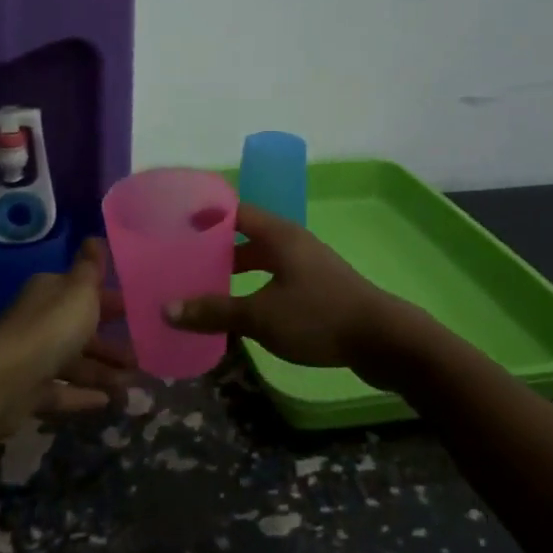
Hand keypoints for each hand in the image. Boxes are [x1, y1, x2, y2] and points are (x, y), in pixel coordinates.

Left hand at [0, 238, 133, 434]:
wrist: (3, 381)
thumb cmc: (50, 328)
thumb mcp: (79, 291)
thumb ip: (90, 268)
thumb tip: (95, 237)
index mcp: (50, 292)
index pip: (84, 291)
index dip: (111, 300)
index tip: (140, 313)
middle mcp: (40, 320)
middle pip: (81, 329)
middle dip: (112, 342)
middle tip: (143, 356)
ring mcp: (33, 357)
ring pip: (75, 362)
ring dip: (104, 372)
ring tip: (133, 384)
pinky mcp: (29, 391)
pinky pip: (63, 391)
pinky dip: (83, 395)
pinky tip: (108, 402)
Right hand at [164, 203, 399, 368]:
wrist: (384, 340)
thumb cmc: (319, 317)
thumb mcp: (260, 316)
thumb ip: (214, 311)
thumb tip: (167, 309)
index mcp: (278, 235)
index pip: (234, 211)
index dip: (206, 215)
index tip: (176, 225)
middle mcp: (292, 242)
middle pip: (246, 237)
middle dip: (215, 249)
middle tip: (183, 262)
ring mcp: (308, 265)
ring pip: (261, 261)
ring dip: (235, 272)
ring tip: (204, 288)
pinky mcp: (318, 289)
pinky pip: (275, 280)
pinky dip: (254, 289)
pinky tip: (240, 313)